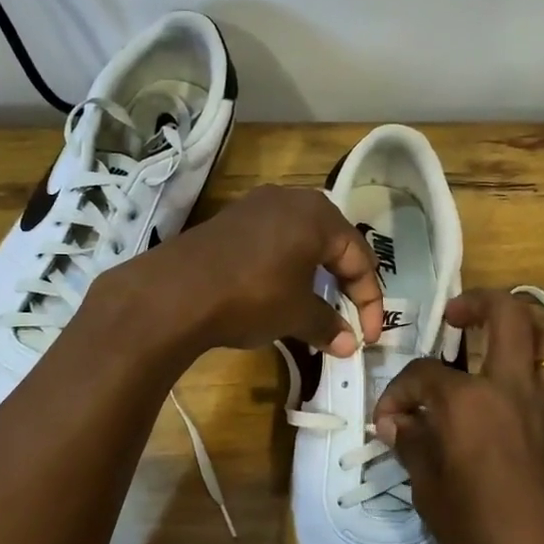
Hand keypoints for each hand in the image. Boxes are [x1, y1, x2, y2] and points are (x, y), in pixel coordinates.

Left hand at [104, 185, 384, 356]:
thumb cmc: (251, 297)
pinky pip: (272, 242)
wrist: (174, 293)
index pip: (359, 258)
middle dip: (343, 283)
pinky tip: (276, 292)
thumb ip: (327, 325)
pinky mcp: (229, 220)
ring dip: (313, 276)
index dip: (369, 302)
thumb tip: (347, 344)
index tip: (368, 337)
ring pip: (300, 241)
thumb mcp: (295, 315)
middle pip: (332, 243)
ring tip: (314, 308)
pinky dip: (284, 267)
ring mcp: (255, 206)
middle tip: (346, 316)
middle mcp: (290, 199)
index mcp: (318, 215)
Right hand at [373, 289, 543, 543]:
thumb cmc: (478, 527)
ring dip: (533, 326)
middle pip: (507, 315)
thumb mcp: (427, 489)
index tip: (389, 421)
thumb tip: (397, 423)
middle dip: (478, 303)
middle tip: (458, 317)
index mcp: (467, 401)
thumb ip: (412, 444)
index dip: (398, 393)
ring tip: (512, 333)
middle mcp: (512, 386)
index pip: (422, 375)